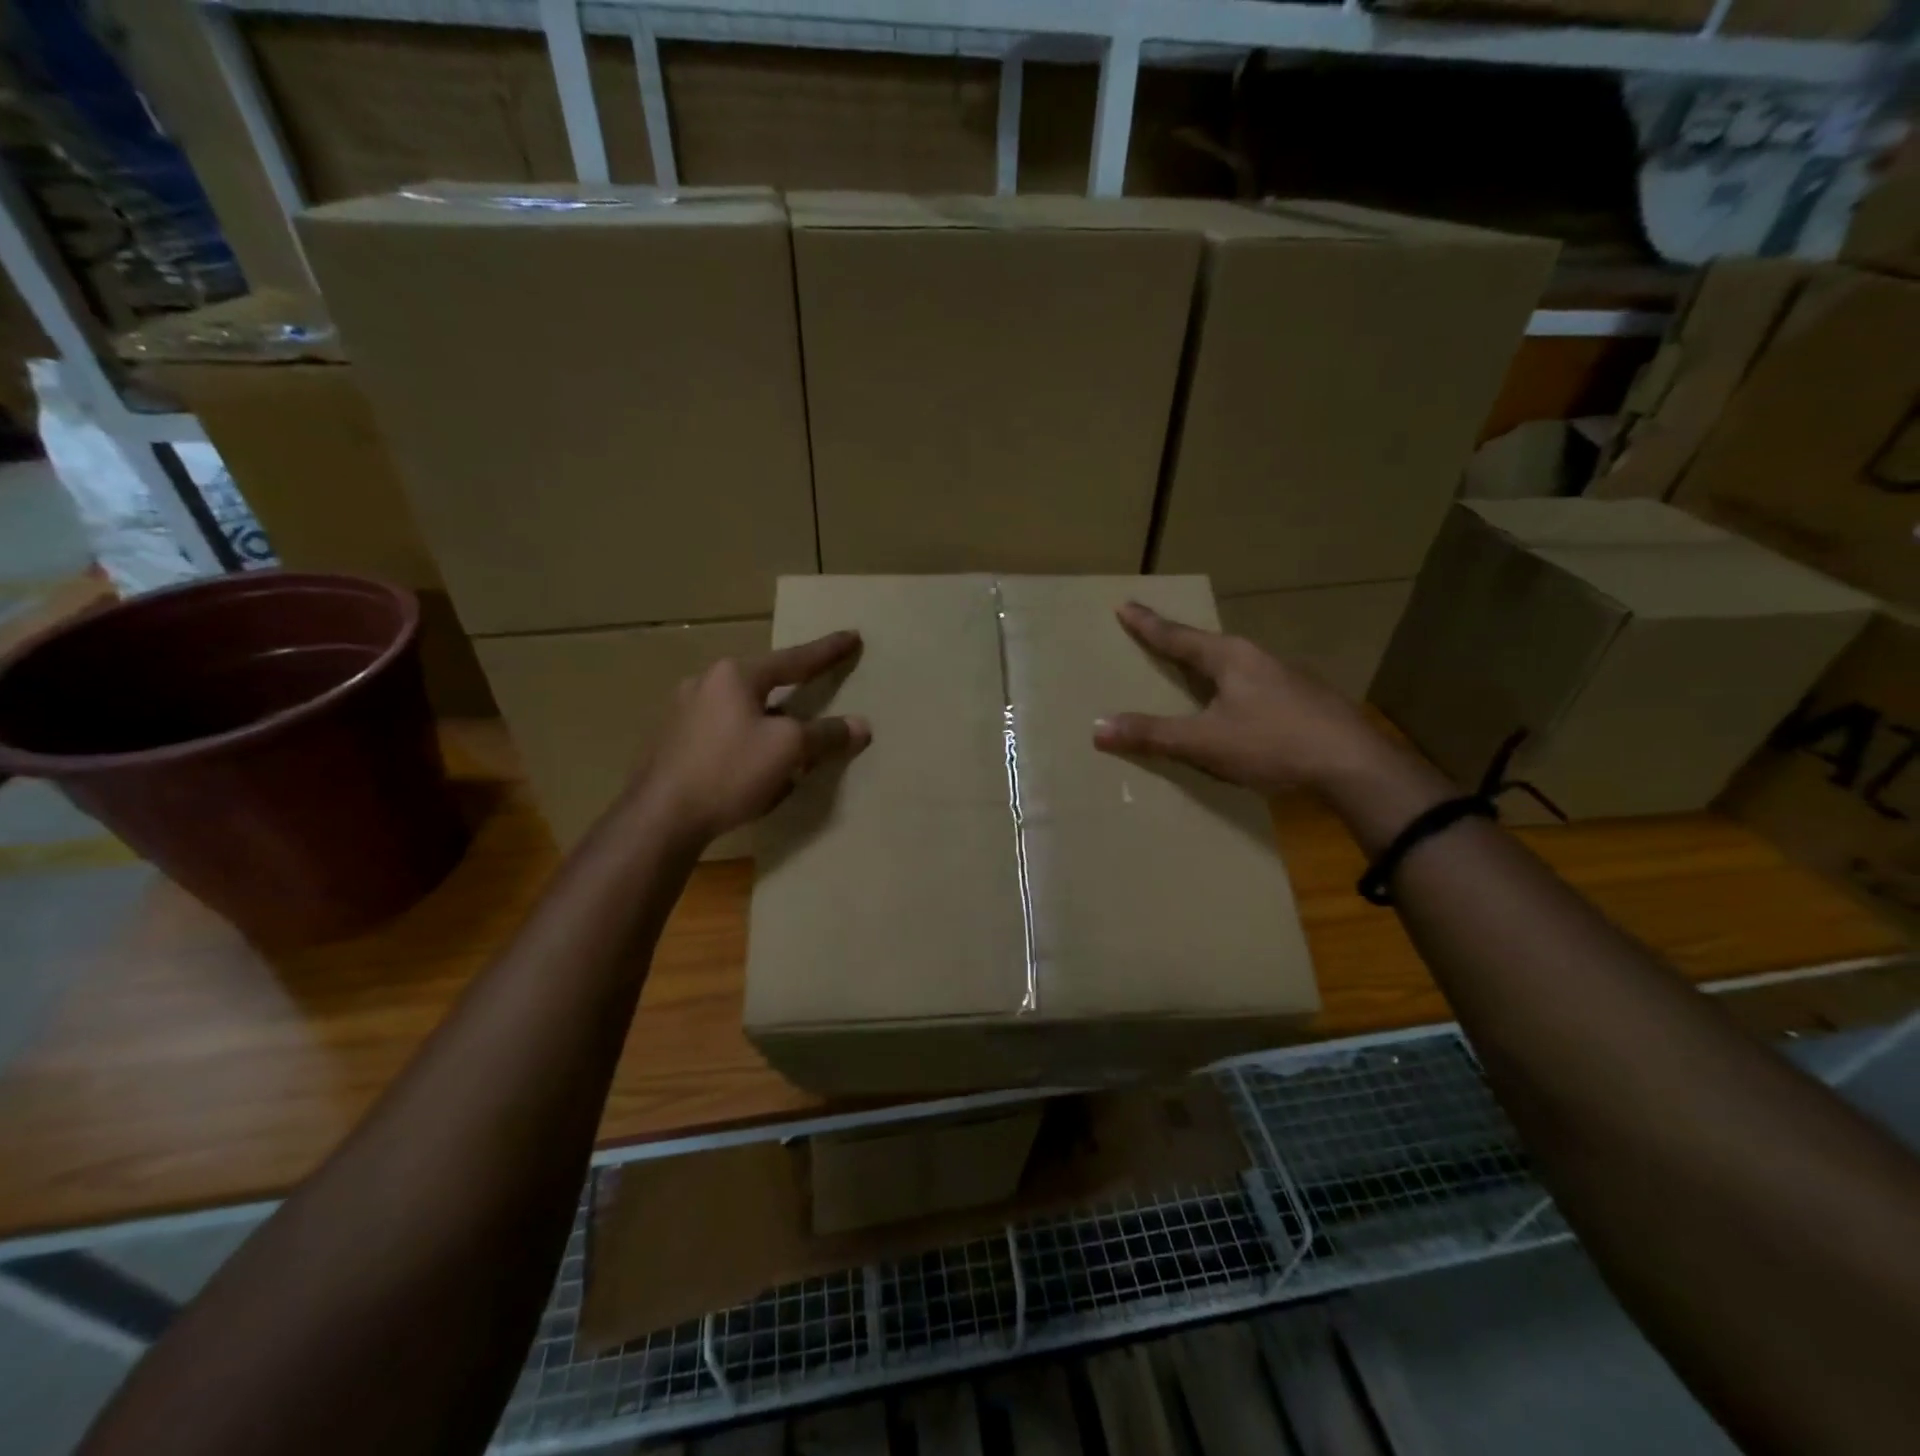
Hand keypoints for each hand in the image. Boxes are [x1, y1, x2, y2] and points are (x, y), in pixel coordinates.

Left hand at [638, 631, 869, 843]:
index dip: (828, 651)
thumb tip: (861, 726)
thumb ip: (826, 734)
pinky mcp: (672, 743)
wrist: (660, 818)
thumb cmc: (729, 771)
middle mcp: (704, 684)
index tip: (852, 637)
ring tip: (789, 745)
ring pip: (742, 711)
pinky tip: (754, 770)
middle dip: (792, 691)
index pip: (794, 659)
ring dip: (769, 723)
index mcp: (734, 675)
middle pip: (763, 684)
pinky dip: (747, 743)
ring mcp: (682, 713)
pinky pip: (723, 734)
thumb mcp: (788, 750)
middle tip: (816, 691)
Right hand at [1093, 602, 1386, 796]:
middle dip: (1180, 643)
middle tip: (1156, 637)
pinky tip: (1237, 709)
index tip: (1125, 605)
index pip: (1177, 636)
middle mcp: (1258, 659)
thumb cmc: (1272, 744)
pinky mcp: (1304, 702)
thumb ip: (1152, 734)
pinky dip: (1233, 692)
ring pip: (1236, 667)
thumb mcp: (1204, 742)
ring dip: (1210, 668)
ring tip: (1194, 674)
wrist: (1354, 764)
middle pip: (1208, 646)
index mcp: (1230, 658)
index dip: (1148, 625)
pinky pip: (1255, 688)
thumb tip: (1098, 727)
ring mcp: (1286, 679)